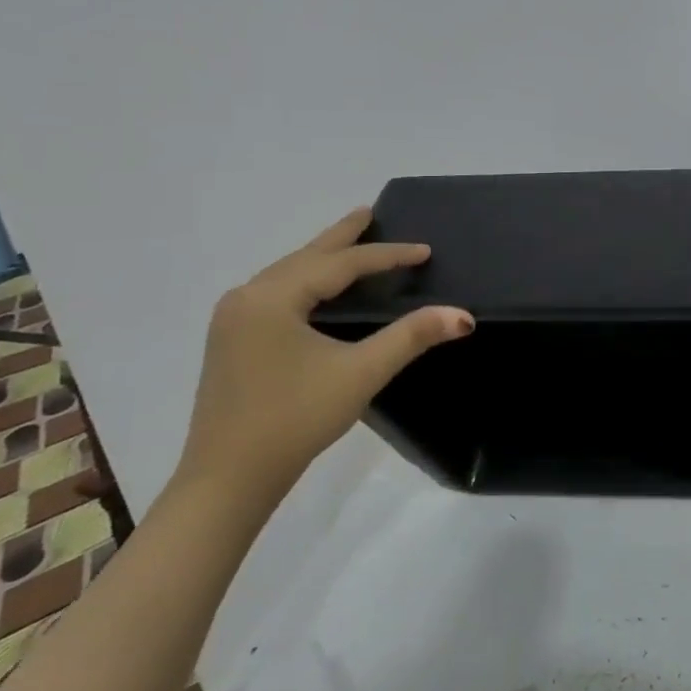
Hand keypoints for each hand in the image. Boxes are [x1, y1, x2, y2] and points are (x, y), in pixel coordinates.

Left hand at [177, 208, 473, 509]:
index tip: (425, 251)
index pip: (340, 264)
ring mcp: (233, 319)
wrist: (227, 479)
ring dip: (323, 258)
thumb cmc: (295, 420)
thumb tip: (462, 315)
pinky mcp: (231, 340)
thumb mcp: (360, 374)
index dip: (387, 255)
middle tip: (371, 211)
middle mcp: (246, 297)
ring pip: (288, 274)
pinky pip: (276, 293)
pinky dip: (306, 280)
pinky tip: (318, 287)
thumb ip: (411, 337)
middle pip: (306, 256)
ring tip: (351, 241)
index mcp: (272, 297)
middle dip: (343, 237)